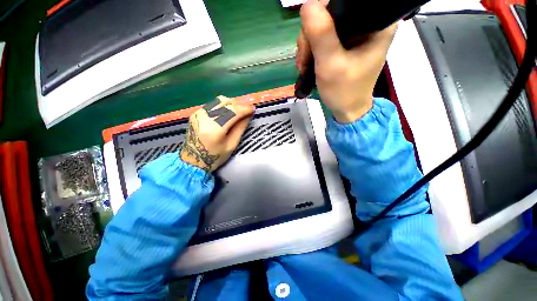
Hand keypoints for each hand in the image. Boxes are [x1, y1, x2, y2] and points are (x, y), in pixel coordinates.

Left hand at [180, 96, 254, 172]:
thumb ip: (240, 128)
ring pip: (219, 101)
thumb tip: (248, 115)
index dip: (245, 109)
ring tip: (239, 111)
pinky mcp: (196, 113)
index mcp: (214, 129)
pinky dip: (223, 106)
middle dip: (239, 105)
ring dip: (231, 104)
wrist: (193, 160)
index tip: (253, 109)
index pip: (232, 112)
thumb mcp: (232, 145)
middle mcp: (204, 117)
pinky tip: (228, 113)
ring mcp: (198, 114)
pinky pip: (213, 104)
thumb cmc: (215, 156)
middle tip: (247, 110)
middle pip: (226, 103)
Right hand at [296, 0, 396, 122]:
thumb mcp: (331, 65)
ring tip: (305, 66)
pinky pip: (321, 37)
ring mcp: (353, 33)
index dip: (322, 15)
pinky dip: (310, 50)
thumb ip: (322, 36)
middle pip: (330, 12)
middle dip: (311, 36)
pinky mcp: (343, 43)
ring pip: (322, 25)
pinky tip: (307, 64)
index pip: (343, 2)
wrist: (346, 109)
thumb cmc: (344, 91)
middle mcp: (366, 22)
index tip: (311, 40)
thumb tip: (307, 5)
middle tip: (305, 60)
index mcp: (376, 22)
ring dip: (308, 45)